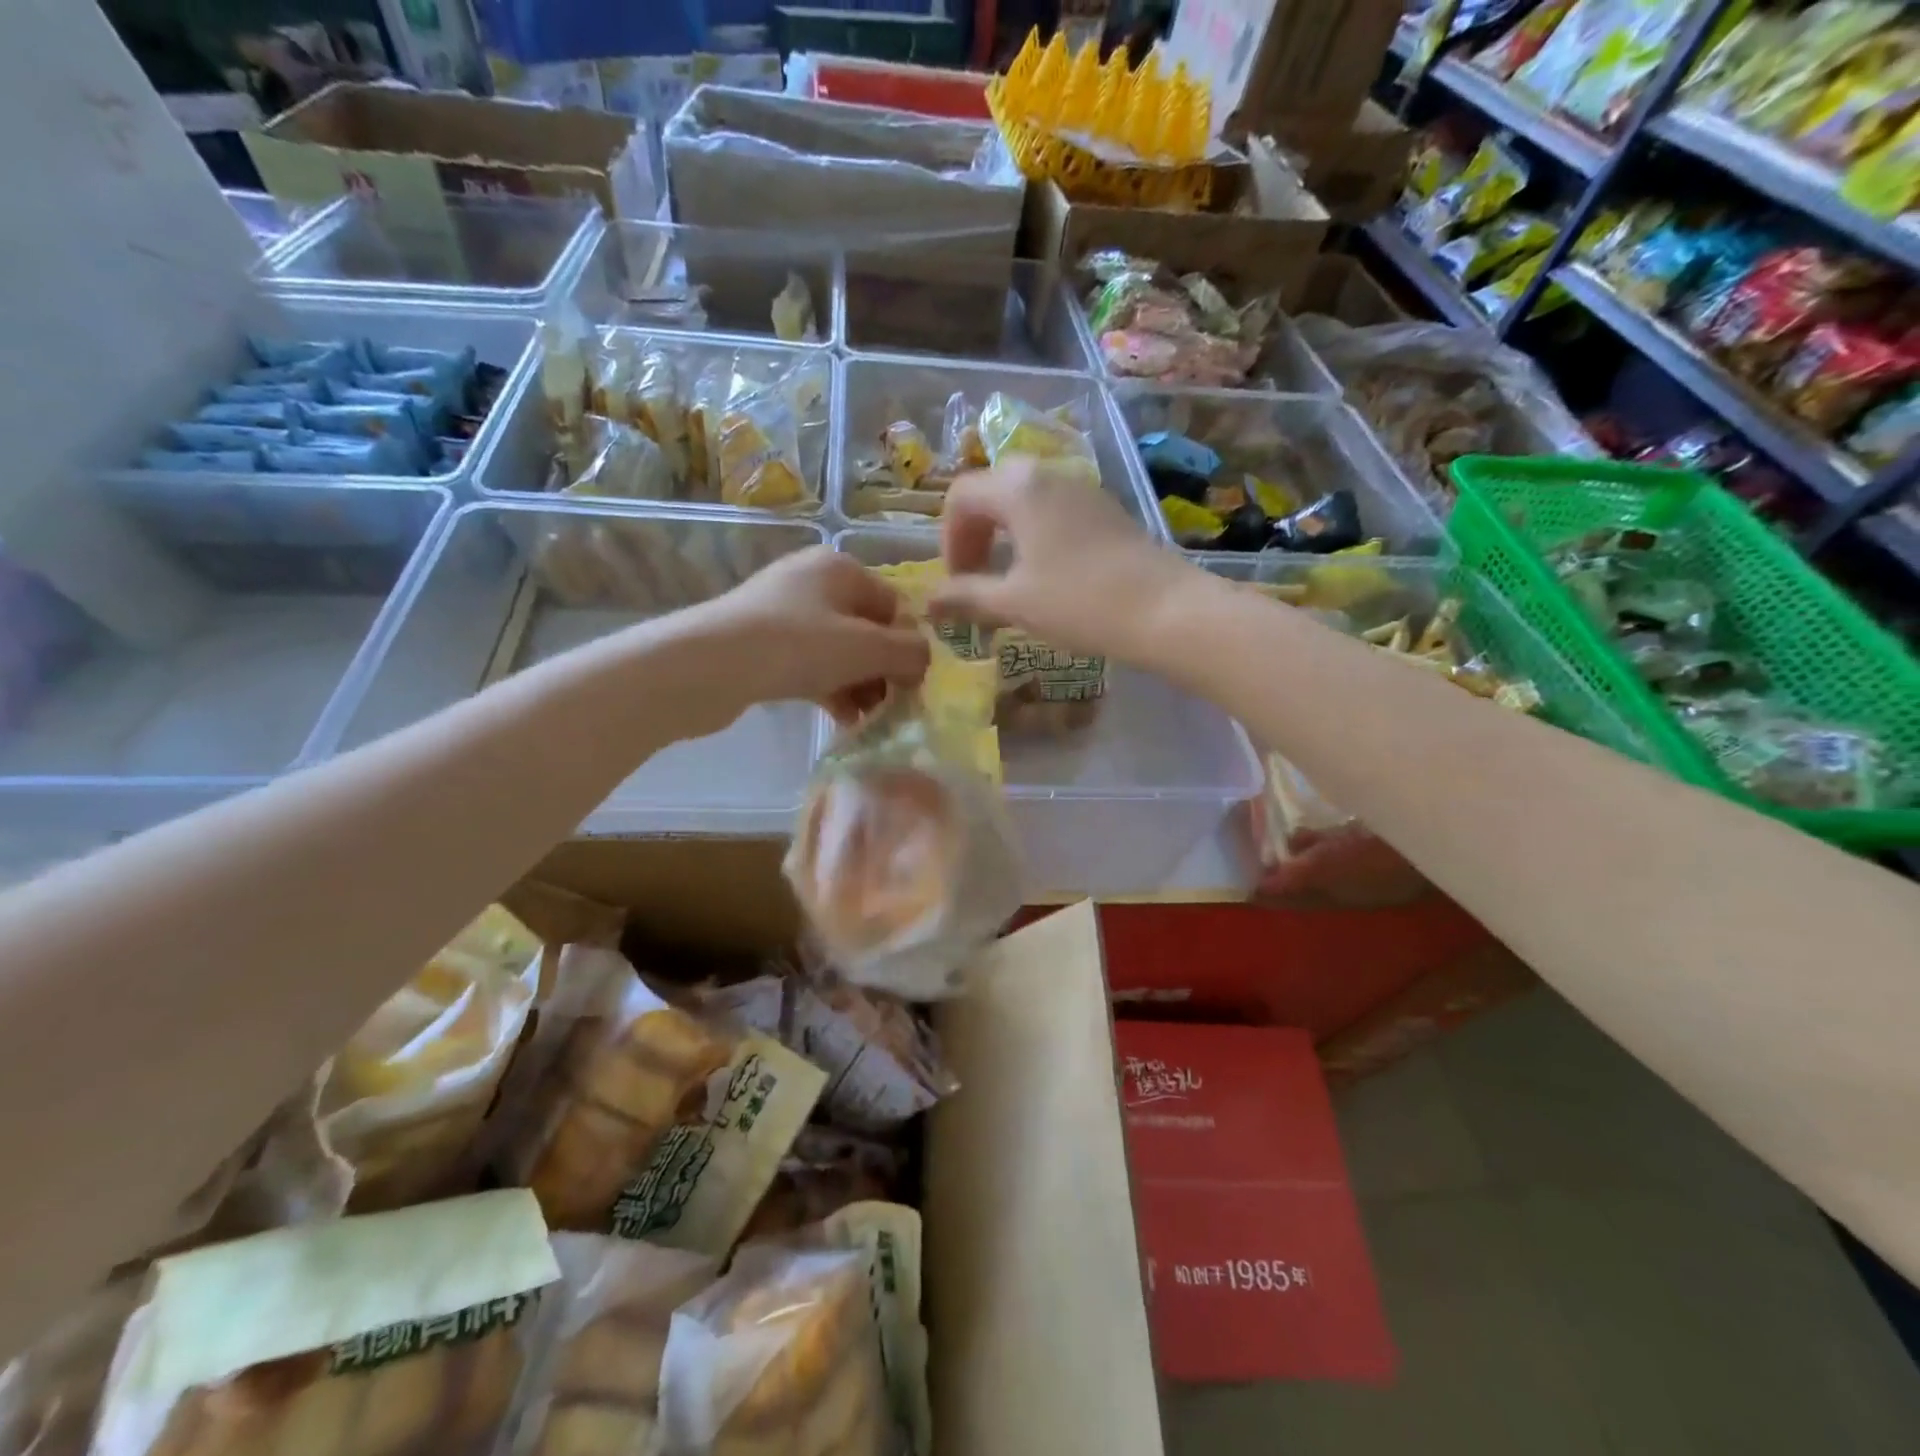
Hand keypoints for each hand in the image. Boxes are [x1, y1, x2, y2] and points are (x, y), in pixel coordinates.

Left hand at [696, 546, 928, 721]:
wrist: (706, 666)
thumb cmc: (796, 646)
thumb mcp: (866, 648)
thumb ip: (908, 652)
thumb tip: (925, 660)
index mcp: (841, 568)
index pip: (894, 606)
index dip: (908, 646)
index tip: (913, 686)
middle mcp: (813, 581)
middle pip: (866, 629)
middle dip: (882, 670)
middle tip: (891, 708)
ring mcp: (783, 612)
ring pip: (839, 651)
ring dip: (858, 685)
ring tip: (867, 720)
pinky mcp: (761, 643)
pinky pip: (810, 664)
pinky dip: (829, 688)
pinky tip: (840, 719)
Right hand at [931, 460, 1197, 661]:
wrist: (1165, 609)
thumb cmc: (1079, 602)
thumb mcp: (1014, 602)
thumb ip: (965, 596)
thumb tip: (928, 603)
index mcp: (1018, 488)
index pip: (960, 496)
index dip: (949, 539)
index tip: (957, 580)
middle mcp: (1047, 474)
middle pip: (991, 491)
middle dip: (974, 533)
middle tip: (975, 576)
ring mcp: (1081, 488)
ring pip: (1024, 499)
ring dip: (1003, 534)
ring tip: (1006, 579)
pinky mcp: (1105, 508)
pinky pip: (1053, 509)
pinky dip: (1034, 535)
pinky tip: (1044, 573)